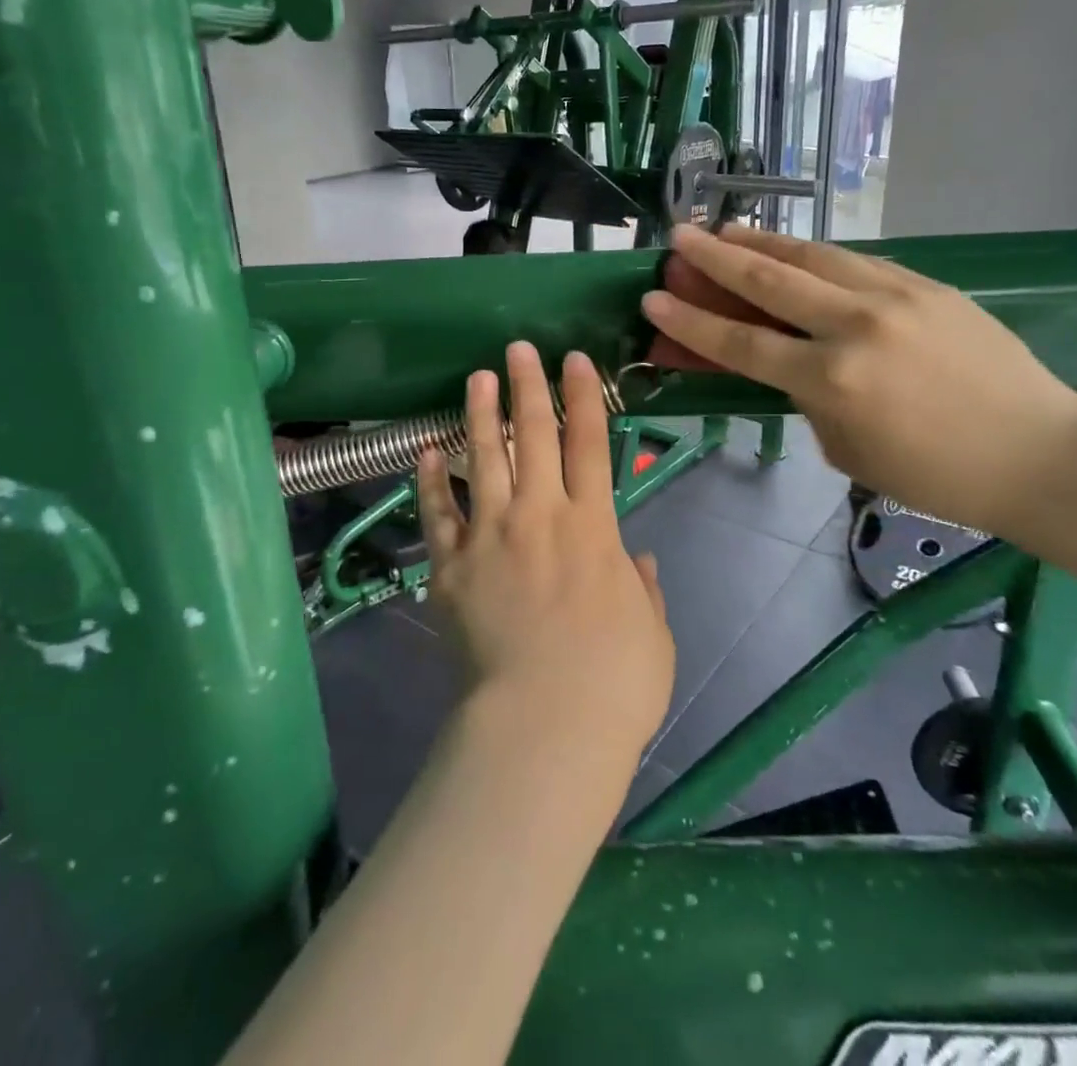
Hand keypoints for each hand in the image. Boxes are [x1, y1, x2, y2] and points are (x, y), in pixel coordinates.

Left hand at [417, 343, 673, 764]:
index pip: (591, 444)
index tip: (574, 359)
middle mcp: (540, 516)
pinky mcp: (450, 567)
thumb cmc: (614, 686)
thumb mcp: (653, 635)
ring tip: (476, 378)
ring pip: (483, 459)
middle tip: (518, 349)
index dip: (583, 397)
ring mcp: (490, 537)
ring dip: (480, 414)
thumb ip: (644, 590)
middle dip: (528, 387)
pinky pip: (437, 514)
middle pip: (534, 436)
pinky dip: (429, 480)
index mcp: (594, 528)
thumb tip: (639, 559)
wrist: (543, 728)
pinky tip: (424, 451)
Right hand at [641, 225, 1076, 537]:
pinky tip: (793, 251)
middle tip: (678, 237)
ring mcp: (895, 297)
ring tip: (726, 227)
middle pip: (768, 281)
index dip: (689, 320)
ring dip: (762, 241)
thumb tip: (786, 362)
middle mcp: (855, 326)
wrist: (1040, 452)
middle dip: (714, 256)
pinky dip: (813, 255)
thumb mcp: (846, 449)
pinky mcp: (926, 285)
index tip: (653, 297)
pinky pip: (854, 262)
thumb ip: (807, 398)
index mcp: (831, 380)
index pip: (739, 342)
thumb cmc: (935, 473)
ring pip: (812, 256)